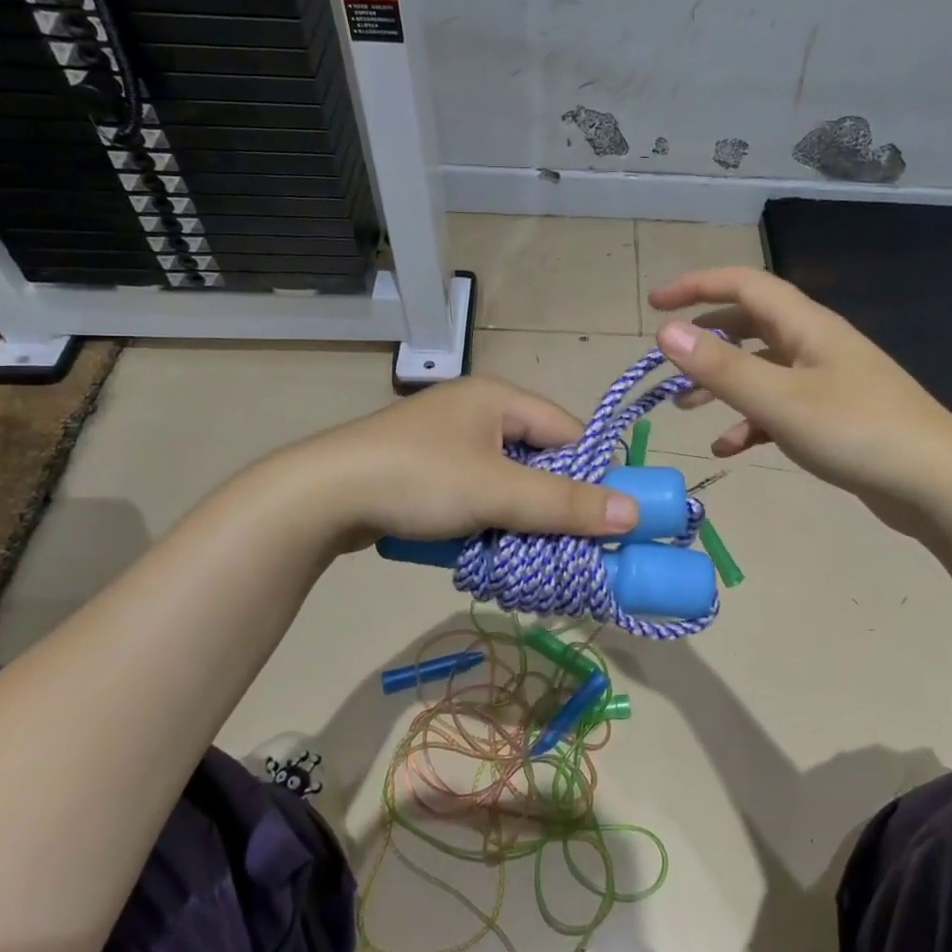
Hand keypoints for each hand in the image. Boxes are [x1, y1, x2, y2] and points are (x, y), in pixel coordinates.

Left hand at [289, 377, 639, 547]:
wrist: (319, 497)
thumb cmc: (419, 479)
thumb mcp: (498, 492)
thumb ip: (564, 504)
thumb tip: (633, 514)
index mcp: (499, 397)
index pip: (568, 432)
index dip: (590, 475)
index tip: (605, 520)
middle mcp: (477, 411)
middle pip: (538, 459)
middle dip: (552, 504)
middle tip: (567, 545)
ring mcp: (448, 441)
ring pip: (507, 482)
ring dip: (519, 518)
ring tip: (527, 554)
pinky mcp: (425, 470)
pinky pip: (476, 493)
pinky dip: (487, 520)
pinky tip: (486, 548)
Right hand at [649, 268, 951, 525]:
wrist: (936, 483)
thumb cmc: (857, 431)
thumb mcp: (779, 399)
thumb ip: (721, 366)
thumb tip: (666, 329)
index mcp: (806, 325)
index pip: (743, 284)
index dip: (696, 285)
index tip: (655, 303)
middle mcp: (815, 344)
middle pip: (750, 324)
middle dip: (705, 338)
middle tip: (668, 359)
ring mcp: (827, 380)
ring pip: (761, 368)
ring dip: (722, 383)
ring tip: (685, 407)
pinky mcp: (833, 416)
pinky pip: (779, 407)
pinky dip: (750, 421)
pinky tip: (731, 447)